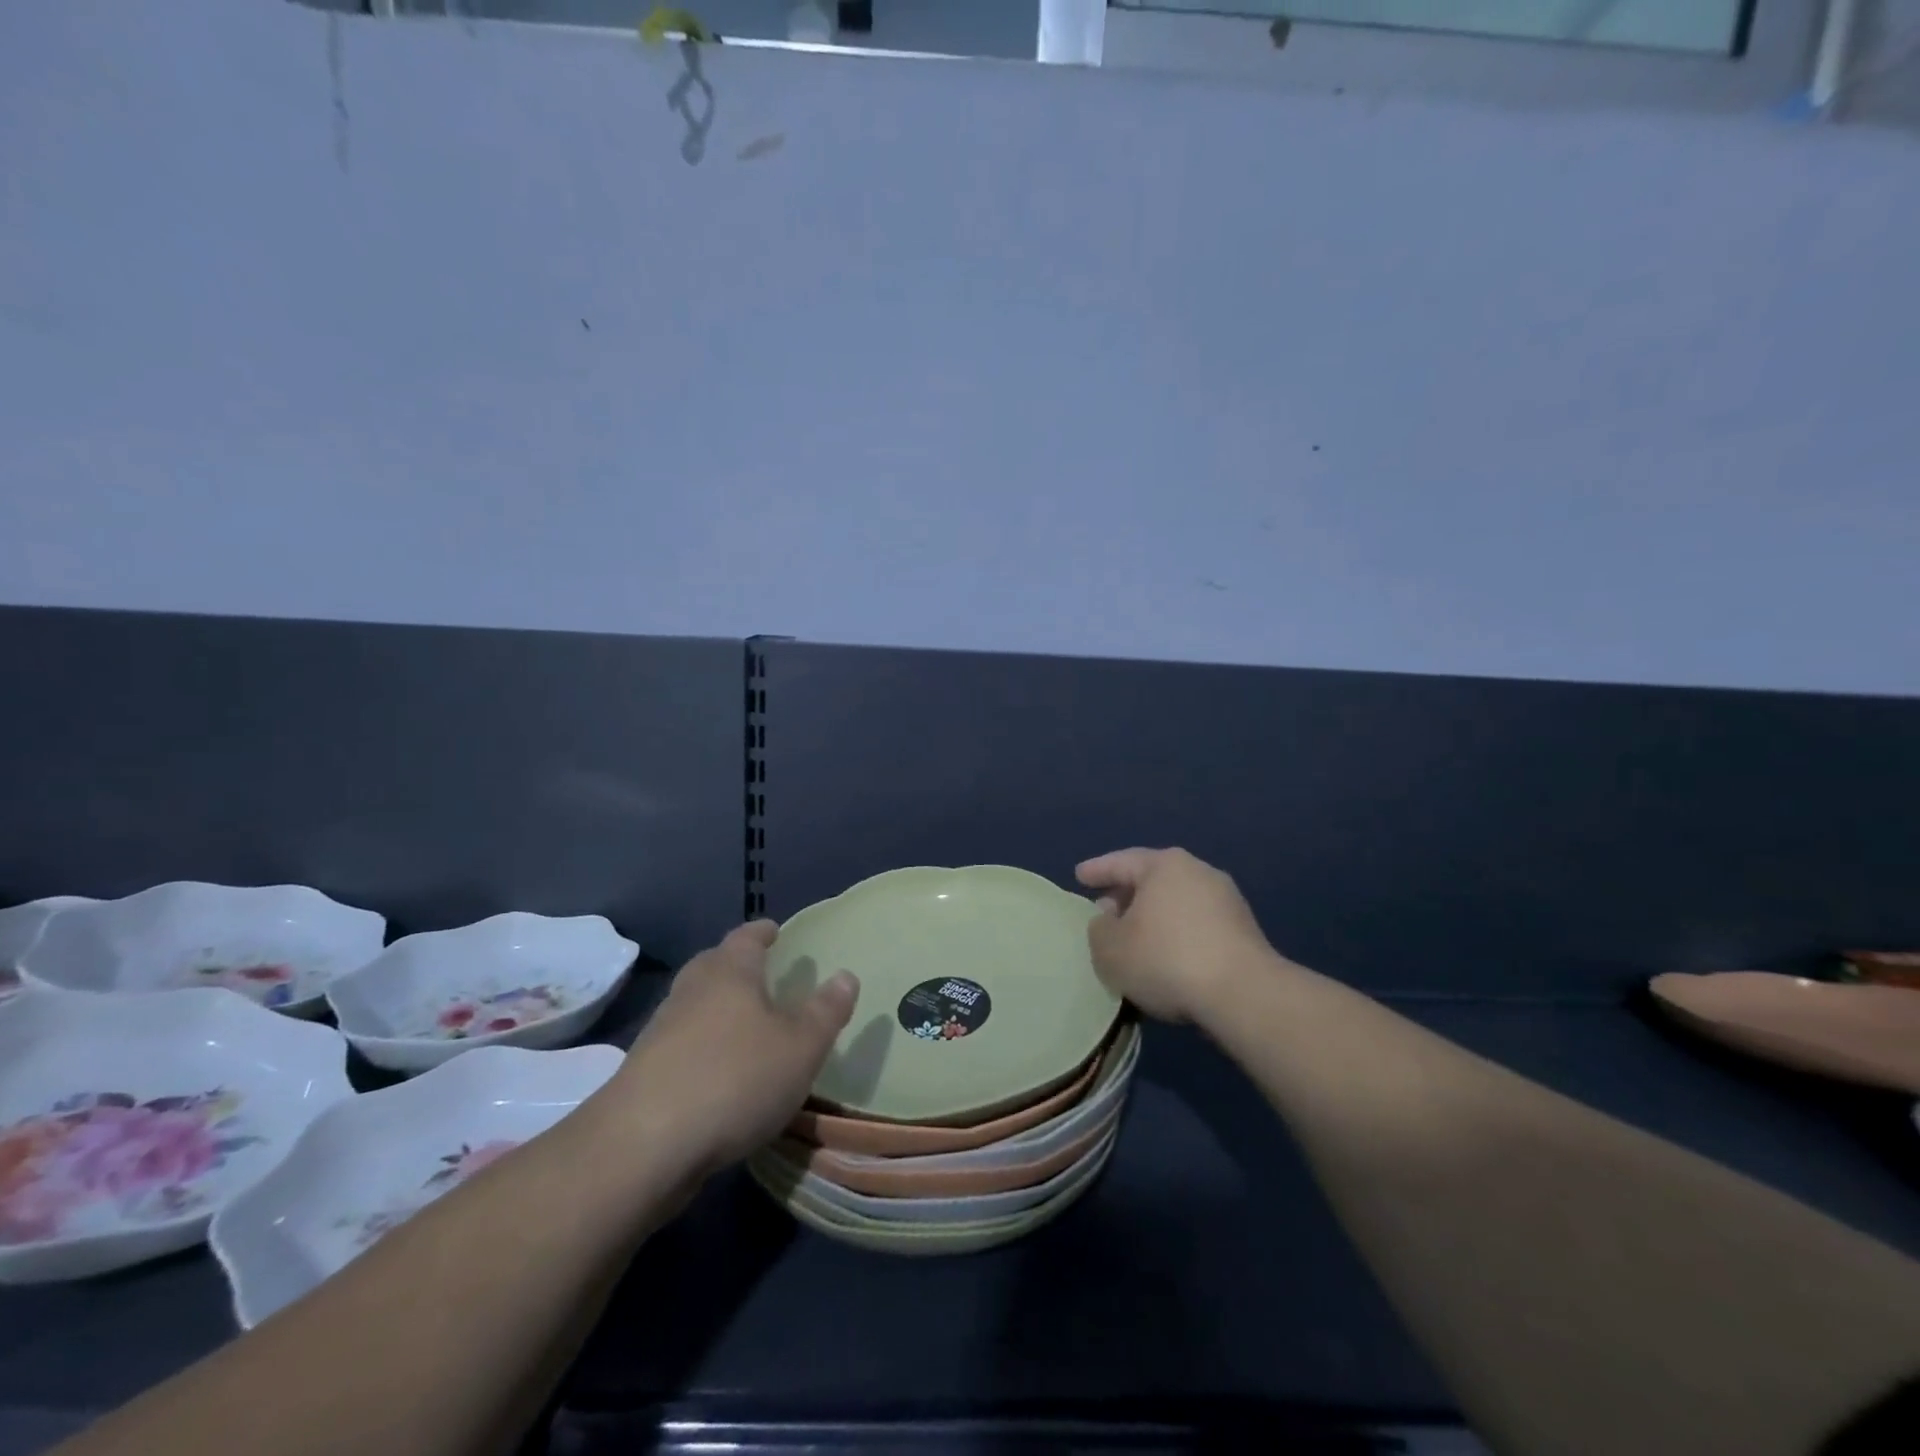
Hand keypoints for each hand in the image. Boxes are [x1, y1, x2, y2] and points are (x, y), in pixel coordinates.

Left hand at [607, 921, 858, 1176]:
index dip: (762, 932)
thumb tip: (846, 975)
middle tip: (760, 972)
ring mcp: (660, 1031)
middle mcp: (691, 991)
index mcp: (729, 972)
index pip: (746, 937)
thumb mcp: (800, 1047)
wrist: (643, 1146)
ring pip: (694, 1004)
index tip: (774, 930)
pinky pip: (681, 1043)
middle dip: (736, 966)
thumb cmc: (734, 1079)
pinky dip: (700, 1046)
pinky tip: (717, 1071)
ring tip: (743, 1023)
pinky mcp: (643, 1072)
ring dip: (716, 1008)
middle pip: (714, 965)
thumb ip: (825, 1012)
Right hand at [1076, 847, 1275, 1024]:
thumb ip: (1099, 929)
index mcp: (1164, 865)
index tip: (1079, 876)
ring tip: (1136, 939)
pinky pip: (1197, 925)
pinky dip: (1177, 935)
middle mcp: (1198, 871)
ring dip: (1154, 917)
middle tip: (1106, 910)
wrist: (1243, 994)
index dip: (1097, 870)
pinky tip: (1167, 957)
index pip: (1121, 862)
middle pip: (1152, 879)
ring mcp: (1226, 900)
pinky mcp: (1244, 930)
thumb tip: (1109, 920)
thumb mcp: (1110, 948)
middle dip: (1127, 895)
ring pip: (1176, 902)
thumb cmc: (1166, 959)